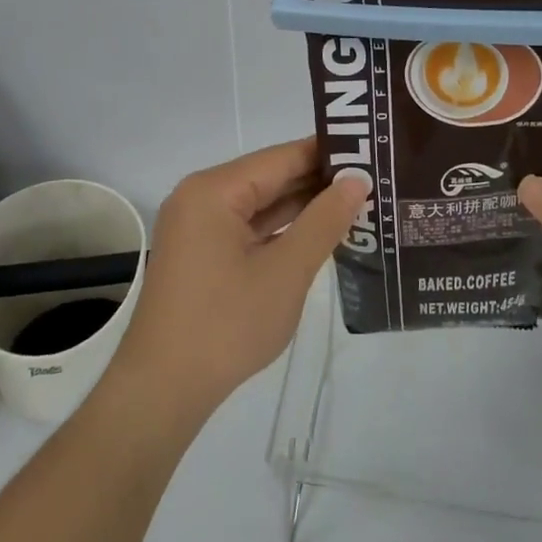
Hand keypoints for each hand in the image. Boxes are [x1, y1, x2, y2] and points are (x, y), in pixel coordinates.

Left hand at [112, 138, 370, 424]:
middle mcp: (202, 198)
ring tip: (360, 201)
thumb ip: (324, 221)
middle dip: (320, 181)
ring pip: (262, 204)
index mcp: (214, 190)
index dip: (329, 154)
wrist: (164, 389)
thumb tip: (357, 181)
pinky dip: (283, 230)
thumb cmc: (227, 325)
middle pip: (270, 178)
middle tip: (376, 179)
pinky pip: (250, 228)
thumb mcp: (286, 271)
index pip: (282, 157)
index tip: (374, 152)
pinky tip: (322, 232)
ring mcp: (199, 227)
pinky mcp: (203, 253)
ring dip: (305, 206)